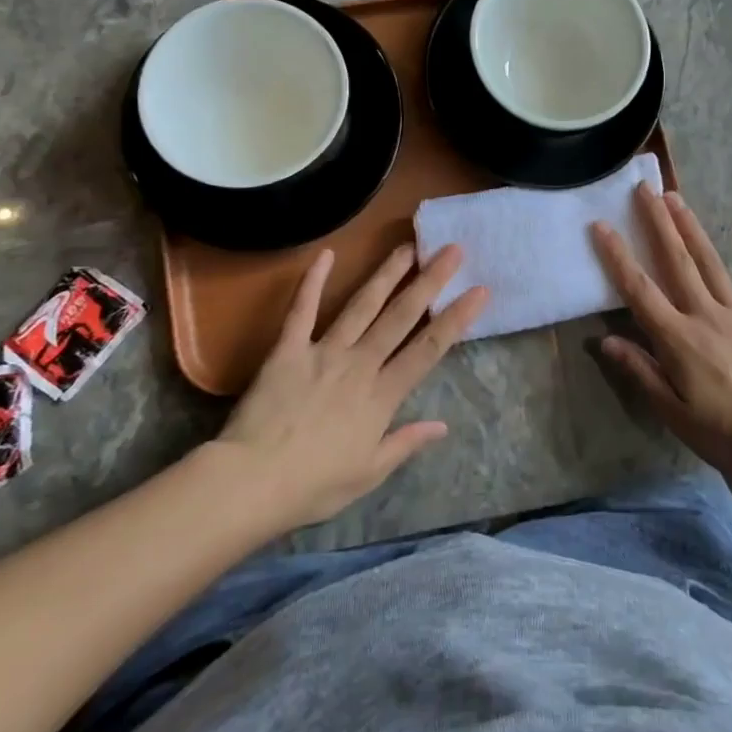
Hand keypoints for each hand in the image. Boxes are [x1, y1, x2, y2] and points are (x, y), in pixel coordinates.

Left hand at [216, 244, 487, 527]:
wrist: (252, 481)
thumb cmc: (314, 485)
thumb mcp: (369, 473)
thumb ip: (405, 443)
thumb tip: (443, 426)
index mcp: (382, 395)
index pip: (428, 349)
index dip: (456, 319)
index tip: (479, 291)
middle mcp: (360, 364)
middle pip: (401, 316)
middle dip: (429, 280)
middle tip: (451, 250)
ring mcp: (324, 352)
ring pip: (362, 305)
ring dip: (387, 274)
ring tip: (407, 246)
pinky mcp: (288, 349)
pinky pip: (302, 310)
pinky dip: (312, 281)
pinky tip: (325, 254)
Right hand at [591, 187, 731, 485]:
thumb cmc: (725, 434)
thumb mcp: (674, 413)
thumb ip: (641, 372)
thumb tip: (605, 339)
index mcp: (677, 338)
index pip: (639, 290)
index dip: (617, 256)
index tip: (601, 225)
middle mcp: (704, 314)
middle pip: (675, 262)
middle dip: (657, 223)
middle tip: (643, 189)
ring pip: (709, 263)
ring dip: (691, 228)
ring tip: (675, 198)